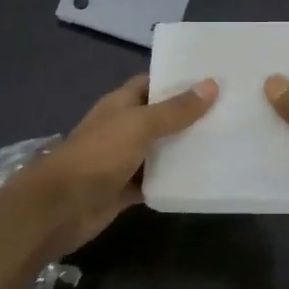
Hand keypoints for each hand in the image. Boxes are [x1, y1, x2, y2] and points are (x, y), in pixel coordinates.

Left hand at [9, 73, 217, 257]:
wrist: (60, 208)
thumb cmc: (98, 156)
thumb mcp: (140, 126)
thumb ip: (175, 110)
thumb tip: (211, 84)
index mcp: (120, 104)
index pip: (152, 84)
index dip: (178, 81)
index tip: (212, 81)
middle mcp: (122, 128)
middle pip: (159, 118)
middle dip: (188, 117)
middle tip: (229, 114)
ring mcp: (123, 160)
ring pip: (159, 151)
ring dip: (184, 150)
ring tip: (224, 144)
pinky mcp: (125, 190)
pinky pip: (155, 181)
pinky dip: (173, 181)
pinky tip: (202, 179)